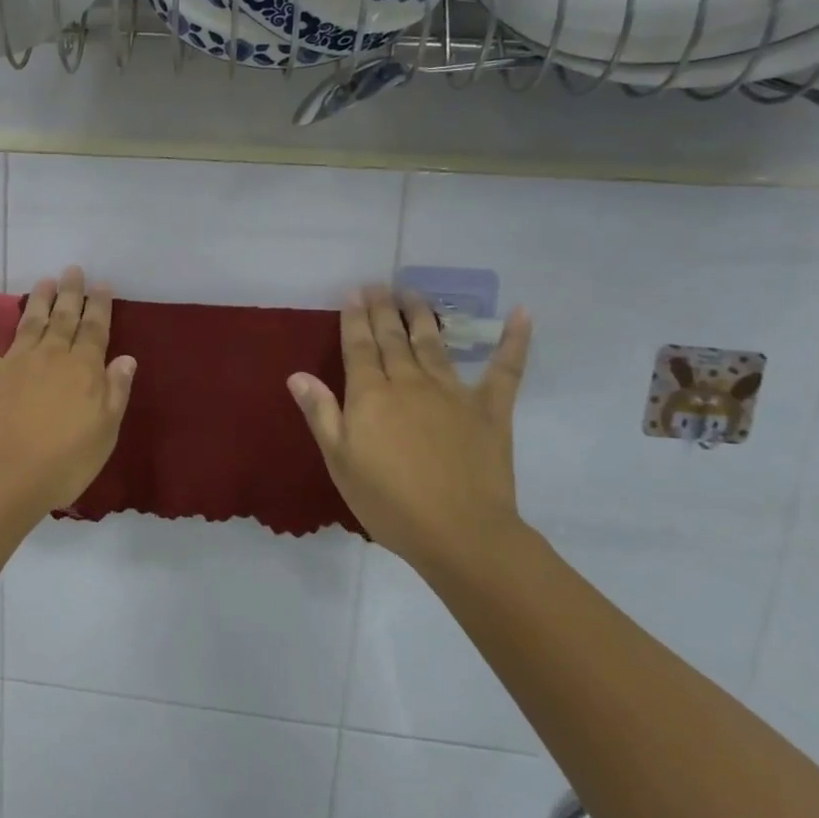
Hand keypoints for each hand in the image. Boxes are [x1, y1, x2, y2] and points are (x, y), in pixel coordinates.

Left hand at [0, 267, 136, 511]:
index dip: (100, 307)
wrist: (4, 475)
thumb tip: (126, 358)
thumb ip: (116, 392)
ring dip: (39, 299)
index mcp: (84, 369)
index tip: (102, 285)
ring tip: (45, 280)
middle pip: (65, 318)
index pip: (96, 330)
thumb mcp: (105, 432)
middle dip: (71, 293)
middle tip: (73, 270)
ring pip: (31, 320)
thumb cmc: (64, 462)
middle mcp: (52, 355)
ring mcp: (15, 359)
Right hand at [288, 286, 531, 573]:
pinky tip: (521, 314)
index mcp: (371, 395)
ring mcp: (453, 392)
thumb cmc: (388, 502)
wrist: (459, 533)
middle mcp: (410, 382)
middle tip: (378, 284)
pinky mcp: (491, 409)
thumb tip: (297, 375)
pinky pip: (505, 369)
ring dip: (422, 315)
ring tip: (414, 293)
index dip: (355, 318)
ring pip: (434, 343)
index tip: (353, 293)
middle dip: (383, 308)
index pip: (359, 346)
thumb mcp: (340, 462)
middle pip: (393, 337)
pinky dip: (514, 341)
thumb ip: (321, 413)